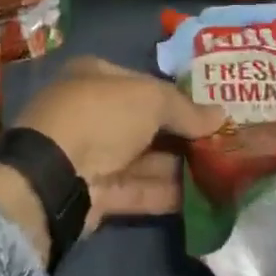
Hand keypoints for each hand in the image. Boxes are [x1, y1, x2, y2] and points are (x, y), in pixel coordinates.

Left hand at [14, 57, 223, 223]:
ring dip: (178, 166)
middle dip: (181, 134)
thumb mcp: (150, 99)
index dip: (177, 96)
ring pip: (143, 159)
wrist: (54, 174)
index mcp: (95, 77)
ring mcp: (91, 154)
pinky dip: (165, 193)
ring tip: (221, 173)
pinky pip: (137, 189)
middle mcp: (91, 112)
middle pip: (144, 123)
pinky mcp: (95, 192)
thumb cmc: (102, 116)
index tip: (209, 111)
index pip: (143, 83)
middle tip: (221, 144)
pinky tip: (201, 199)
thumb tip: (220, 115)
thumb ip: (185, 109)